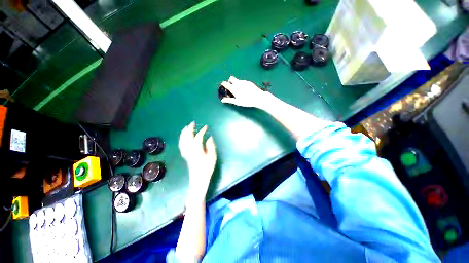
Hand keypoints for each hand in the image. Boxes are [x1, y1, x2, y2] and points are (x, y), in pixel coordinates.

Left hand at [179, 122, 216, 199]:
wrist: (199, 178)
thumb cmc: (207, 167)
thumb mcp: (212, 156)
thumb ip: (211, 145)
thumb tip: (209, 137)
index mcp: (197, 148)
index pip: (198, 136)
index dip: (202, 130)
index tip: (206, 127)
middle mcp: (189, 149)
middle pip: (187, 136)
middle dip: (190, 129)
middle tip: (193, 123)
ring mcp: (186, 152)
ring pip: (182, 140)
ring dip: (184, 133)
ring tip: (186, 127)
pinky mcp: (185, 155)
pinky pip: (181, 145)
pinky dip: (181, 139)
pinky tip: (183, 138)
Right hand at [220, 76, 271, 107]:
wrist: (258, 97)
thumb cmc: (246, 101)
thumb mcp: (237, 102)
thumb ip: (229, 100)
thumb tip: (222, 100)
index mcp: (234, 88)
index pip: (225, 83)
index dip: (223, 84)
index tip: (224, 87)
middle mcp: (238, 83)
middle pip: (231, 78)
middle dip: (230, 81)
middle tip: (232, 88)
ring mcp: (243, 81)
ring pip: (237, 80)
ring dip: (236, 83)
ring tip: (240, 91)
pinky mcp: (248, 82)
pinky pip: (243, 81)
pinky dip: (242, 84)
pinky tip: (245, 90)